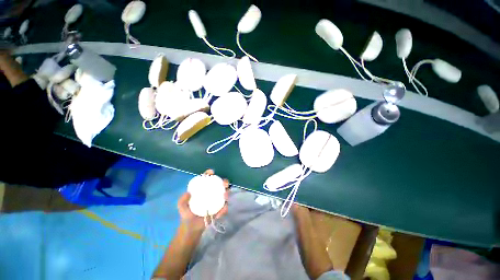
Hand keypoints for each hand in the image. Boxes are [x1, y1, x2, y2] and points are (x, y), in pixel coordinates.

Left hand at [177, 169, 228, 231]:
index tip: (211, 173)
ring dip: (227, 194)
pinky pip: (224, 207)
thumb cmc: (187, 214)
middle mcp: (212, 193)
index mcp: (203, 189)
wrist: (192, 228)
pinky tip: (218, 214)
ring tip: (224, 197)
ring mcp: (217, 200)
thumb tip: (188, 193)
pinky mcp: (220, 209)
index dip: (210, 174)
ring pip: (225, 194)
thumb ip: (182, 200)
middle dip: (224, 182)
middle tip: (224, 184)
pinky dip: (224, 209)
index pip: (207, 179)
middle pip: (220, 184)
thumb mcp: (182, 207)